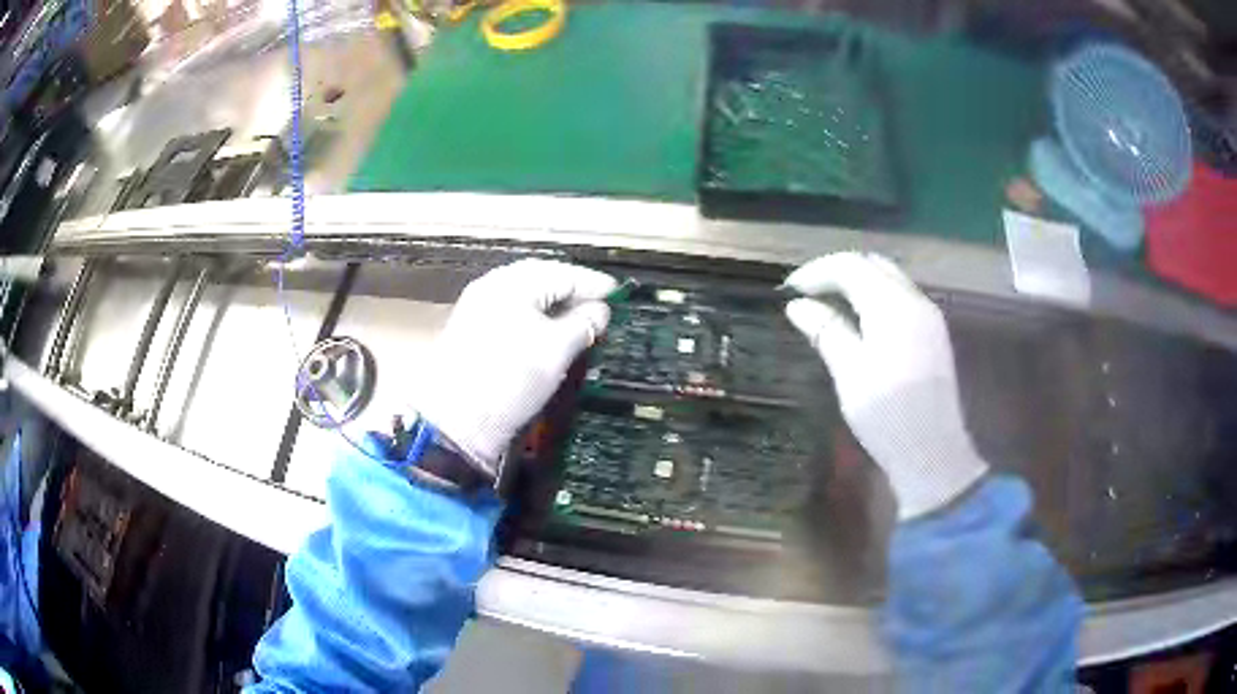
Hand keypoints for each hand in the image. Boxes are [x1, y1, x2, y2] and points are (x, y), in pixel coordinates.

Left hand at [416, 260, 616, 475]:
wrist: (457, 421)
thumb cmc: (511, 378)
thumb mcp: (556, 350)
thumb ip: (583, 324)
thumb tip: (601, 310)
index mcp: (512, 283)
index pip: (562, 273)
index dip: (593, 284)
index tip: (618, 294)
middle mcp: (492, 286)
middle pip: (540, 279)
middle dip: (572, 291)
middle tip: (600, 304)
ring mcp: (478, 306)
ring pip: (525, 296)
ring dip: (553, 305)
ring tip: (578, 318)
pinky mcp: (472, 329)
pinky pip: (511, 311)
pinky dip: (534, 316)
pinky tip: (548, 329)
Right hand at [783, 252, 987, 519]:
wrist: (933, 454)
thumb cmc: (887, 415)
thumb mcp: (849, 372)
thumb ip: (826, 330)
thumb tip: (797, 305)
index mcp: (893, 306)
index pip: (851, 266)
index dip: (817, 271)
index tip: (789, 290)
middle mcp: (915, 300)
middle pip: (873, 265)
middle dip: (838, 271)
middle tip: (808, 294)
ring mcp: (929, 317)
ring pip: (889, 280)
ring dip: (858, 283)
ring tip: (828, 306)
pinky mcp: (934, 335)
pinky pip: (901, 298)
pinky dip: (875, 298)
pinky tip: (859, 322)